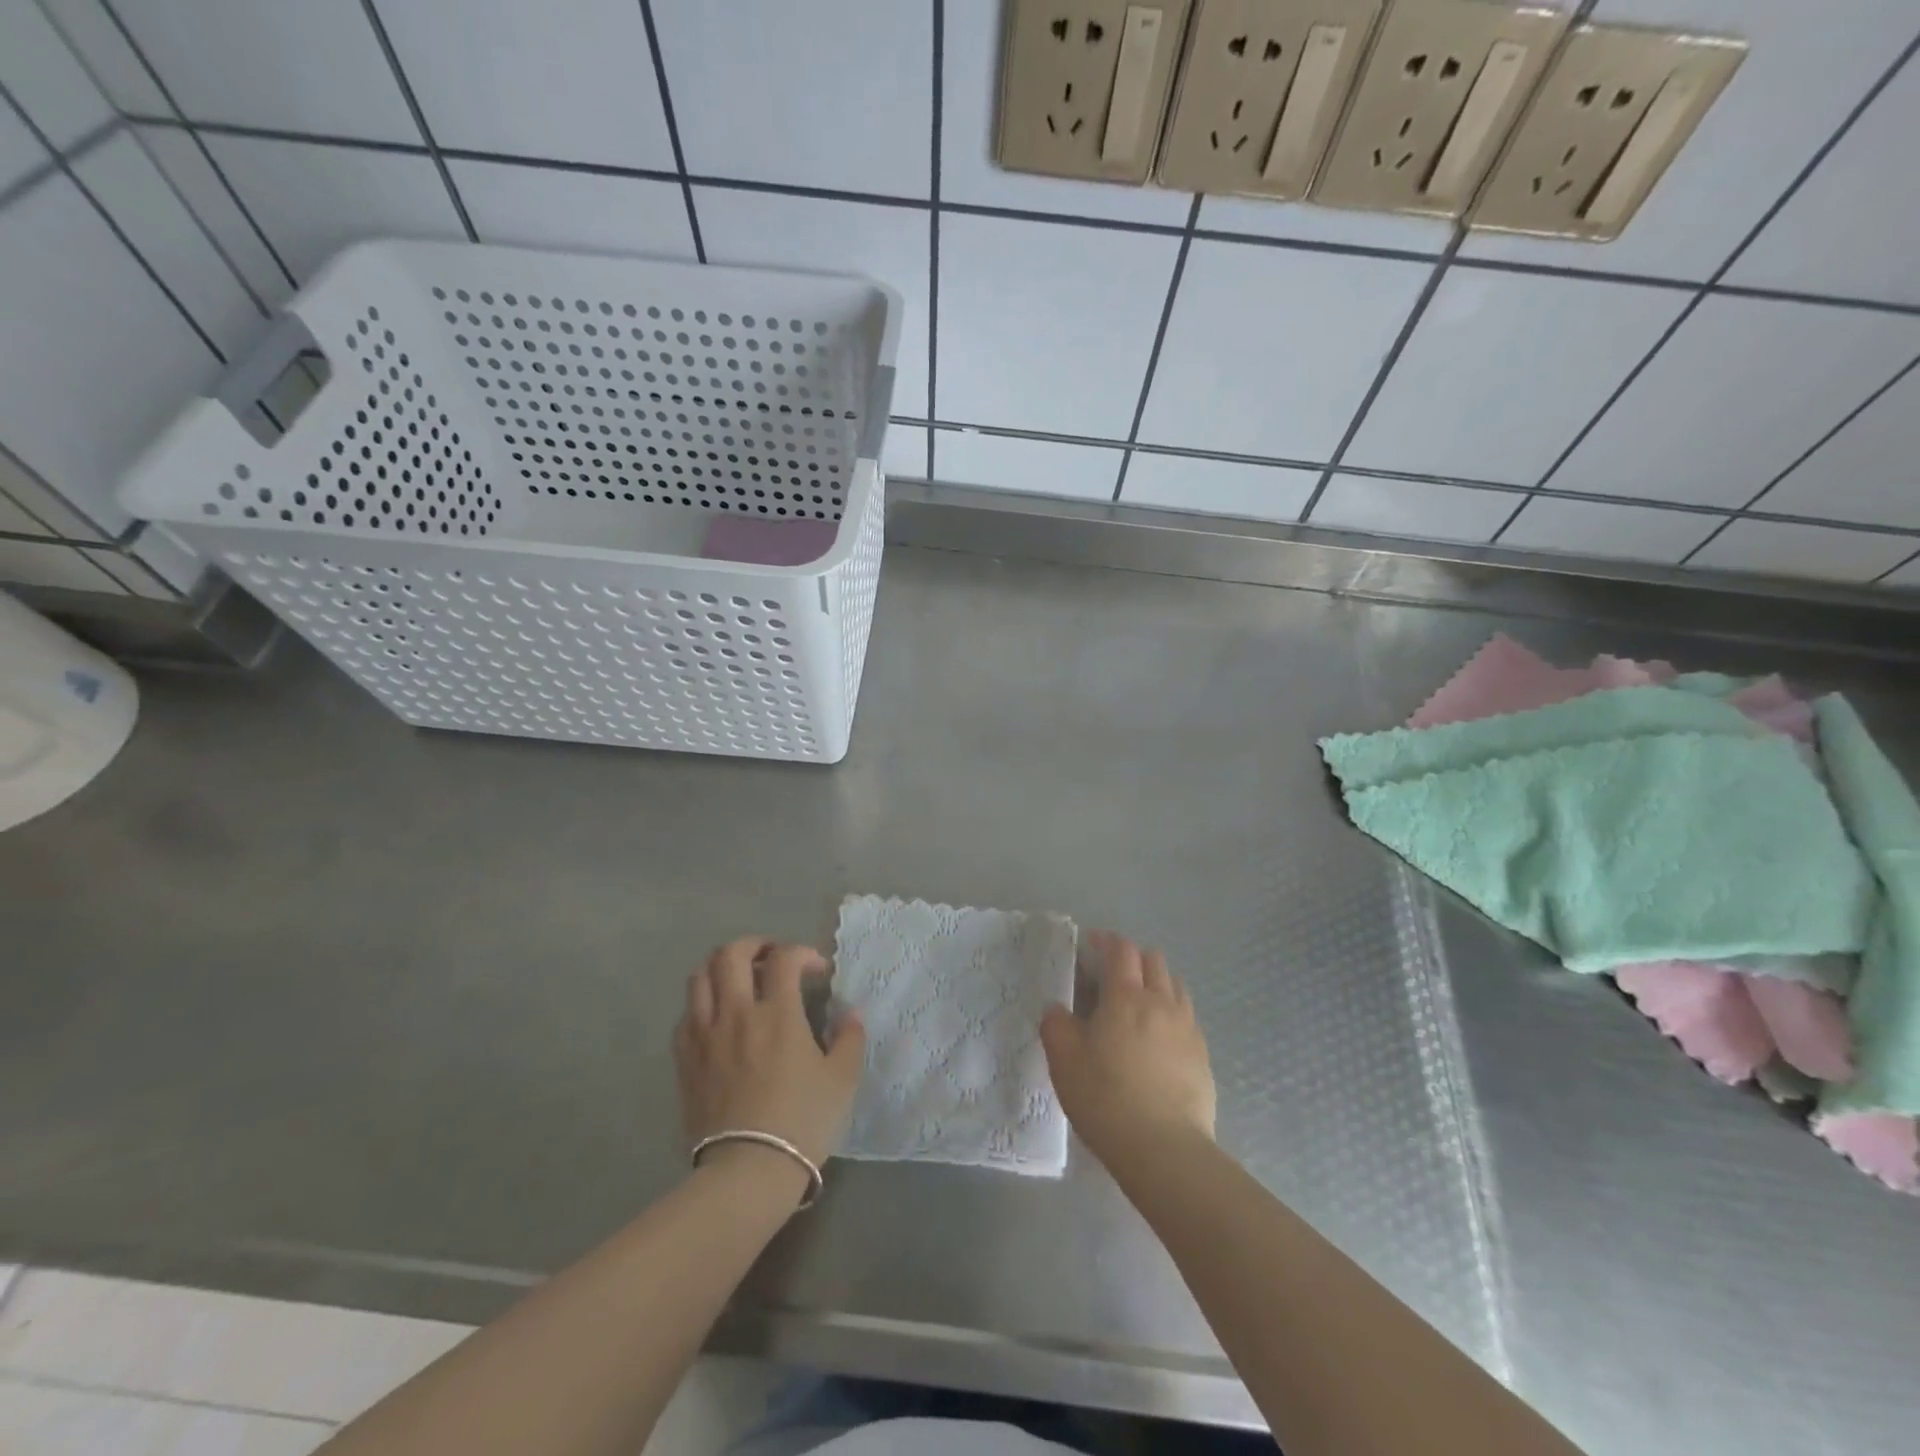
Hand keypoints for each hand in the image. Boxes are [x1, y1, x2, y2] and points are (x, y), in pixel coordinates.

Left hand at [674, 939, 866, 1173]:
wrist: (747, 1170)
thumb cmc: (801, 1121)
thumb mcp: (841, 1079)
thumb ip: (849, 1039)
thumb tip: (850, 1014)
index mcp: (777, 1013)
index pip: (785, 959)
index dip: (803, 953)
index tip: (816, 969)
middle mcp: (737, 1013)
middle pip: (731, 954)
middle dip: (754, 945)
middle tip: (771, 958)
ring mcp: (705, 1035)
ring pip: (700, 977)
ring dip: (721, 968)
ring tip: (739, 979)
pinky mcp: (684, 1059)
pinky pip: (686, 1014)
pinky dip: (702, 1004)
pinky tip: (717, 1018)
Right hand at [1041, 931, 1215, 1169]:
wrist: (1164, 1149)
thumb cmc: (1105, 1098)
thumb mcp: (1063, 1061)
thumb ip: (1056, 1025)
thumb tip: (1058, 1009)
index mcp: (1126, 996)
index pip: (1122, 950)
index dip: (1106, 940)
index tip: (1092, 944)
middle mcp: (1162, 1002)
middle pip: (1153, 960)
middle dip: (1132, 957)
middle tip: (1112, 974)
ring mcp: (1187, 1028)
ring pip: (1175, 985)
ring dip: (1156, 982)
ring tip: (1138, 1003)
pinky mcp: (1203, 1055)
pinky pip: (1187, 1017)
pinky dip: (1171, 1012)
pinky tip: (1158, 1038)